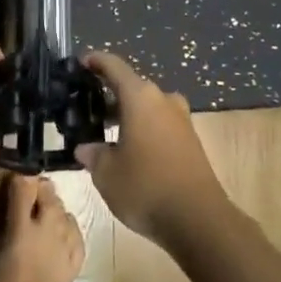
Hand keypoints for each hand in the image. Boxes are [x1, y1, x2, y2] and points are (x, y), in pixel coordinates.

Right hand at [74, 52, 230, 247]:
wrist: (200, 220)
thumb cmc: (146, 187)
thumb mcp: (107, 174)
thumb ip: (93, 154)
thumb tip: (86, 148)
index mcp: (140, 97)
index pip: (113, 66)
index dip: (95, 61)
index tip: (80, 62)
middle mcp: (162, 100)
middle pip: (132, 86)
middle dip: (109, 94)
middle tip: (87, 108)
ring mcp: (181, 119)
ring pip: (147, 107)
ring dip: (127, 114)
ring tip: (105, 132)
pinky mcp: (191, 141)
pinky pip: (160, 124)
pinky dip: (143, 129)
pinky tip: (130, 151)